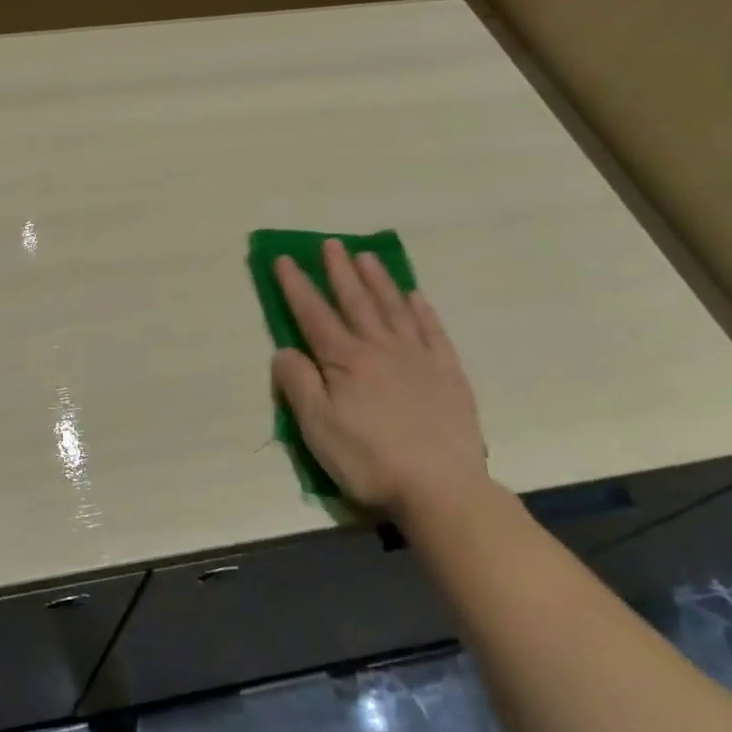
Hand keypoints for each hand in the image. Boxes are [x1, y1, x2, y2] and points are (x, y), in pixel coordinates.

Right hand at [270, 240, 488, 521]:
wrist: (441, 488)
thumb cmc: (369, 459)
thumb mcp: (317, 427)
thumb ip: (297, 383)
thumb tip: (284, 350)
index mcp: (344, 361)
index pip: (313, 314)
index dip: (296, 286)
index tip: (284, 259)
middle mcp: (380, 348)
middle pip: (355, 301)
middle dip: (339, 271)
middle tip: (330, 243)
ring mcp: (417, 358)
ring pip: (393, 308)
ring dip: (378, 280)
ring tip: (366, 257)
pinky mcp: (447, 374)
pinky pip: (432, 331)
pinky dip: (422, 310)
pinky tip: (415, 296)